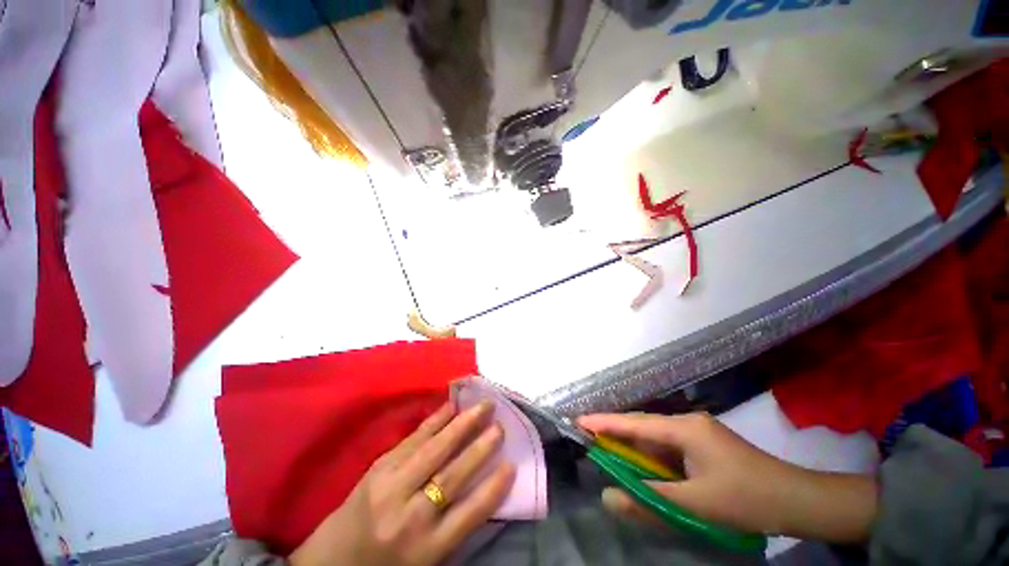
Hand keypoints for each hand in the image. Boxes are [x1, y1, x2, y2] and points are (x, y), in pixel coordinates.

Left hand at [290, 401, 514, 565]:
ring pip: (433, 450)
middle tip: (500, 426)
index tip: (511, 465)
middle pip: (451, 476)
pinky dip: (435, 420)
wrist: (333, 560)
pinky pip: (413, 438)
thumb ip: (454, 525)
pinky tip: (450, 406)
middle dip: (479, 448)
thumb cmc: (389, 563)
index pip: (468, 515)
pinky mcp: (378, 466)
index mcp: (425, 550)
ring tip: (483, 406)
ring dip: (461, 425)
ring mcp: (390, 487)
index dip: (492, 489)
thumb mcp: (427, 559)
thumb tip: (485, 482)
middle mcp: (408, 517)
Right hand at [579, 412, 877, 542]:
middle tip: (587, 437)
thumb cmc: (745, 499)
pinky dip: (650, 456)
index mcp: (684, 428)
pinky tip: (641, 465)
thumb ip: (647, 500)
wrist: (797, 501)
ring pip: (654, 436)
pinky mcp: (703, 444)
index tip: (579, 421)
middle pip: (642, 425)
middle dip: (614, 431)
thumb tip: (607, 497)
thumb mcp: (693, 505)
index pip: (635, 423)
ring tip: (606, 450)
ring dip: (632, 445)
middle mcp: (687, 423)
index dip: (605, 422)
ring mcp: (697, 432)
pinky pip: (668, 446)